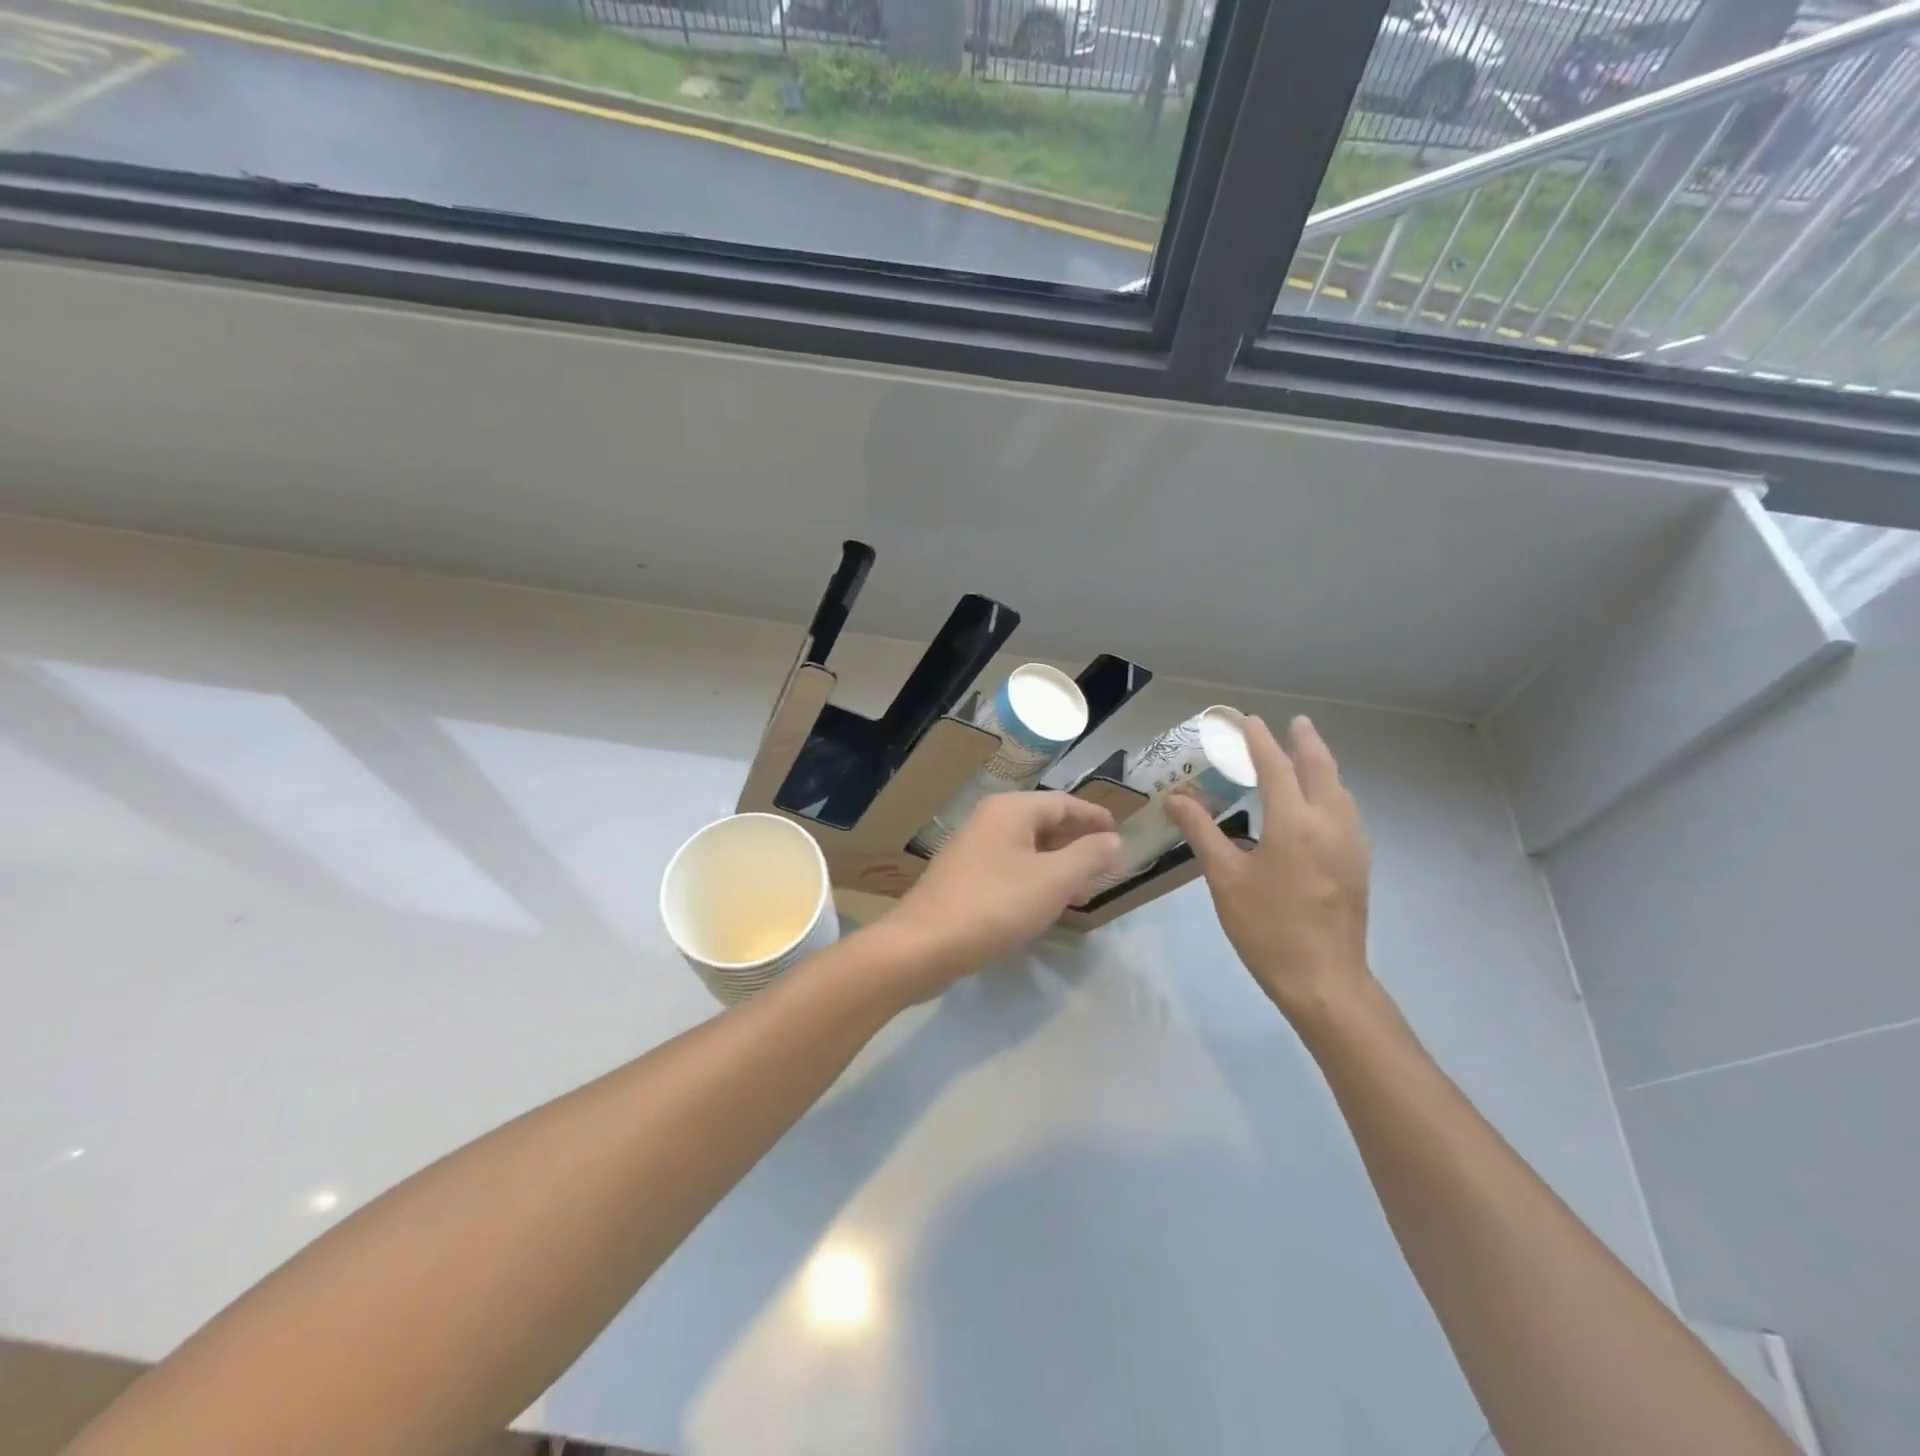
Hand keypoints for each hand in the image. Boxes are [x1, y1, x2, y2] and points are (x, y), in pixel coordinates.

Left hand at [885, 792, 1121, 991]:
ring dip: (1057, 866)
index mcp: (1010, 811)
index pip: (1062, 802)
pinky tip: (1045, 908)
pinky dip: (1034, 882)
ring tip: (1083, 892)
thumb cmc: (995, 905)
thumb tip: (1114, 840)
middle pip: (1043, 824)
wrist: (923, 945)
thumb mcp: (1053, 880)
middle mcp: (989, 821)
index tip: (1119, 832)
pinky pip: (1010, 871)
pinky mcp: (964, 880)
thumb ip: (1089, 856)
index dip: (1093, 817)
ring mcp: (973, 851)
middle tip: (1106, 866)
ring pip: (1027, 850)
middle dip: (1077, 844)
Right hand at [1167, 714, 1372, 1020]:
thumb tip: (1177, 798)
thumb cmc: (1267, 928)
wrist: (1324, 980)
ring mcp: (1351, 843)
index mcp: (1294, 823)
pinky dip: (1330, 792)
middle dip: (1305, 741)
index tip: (1244, 719)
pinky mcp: (1358, 863)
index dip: (1258, 739)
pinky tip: (1317, 804)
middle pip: (1320, 768)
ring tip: (1304, 754)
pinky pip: (1346, 811)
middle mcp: (1330, 823)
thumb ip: (1202, 832)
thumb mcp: (1225, 879)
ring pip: (1339, 789)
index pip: (1275, 766)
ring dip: (1321, 765)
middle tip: (1292, 722)